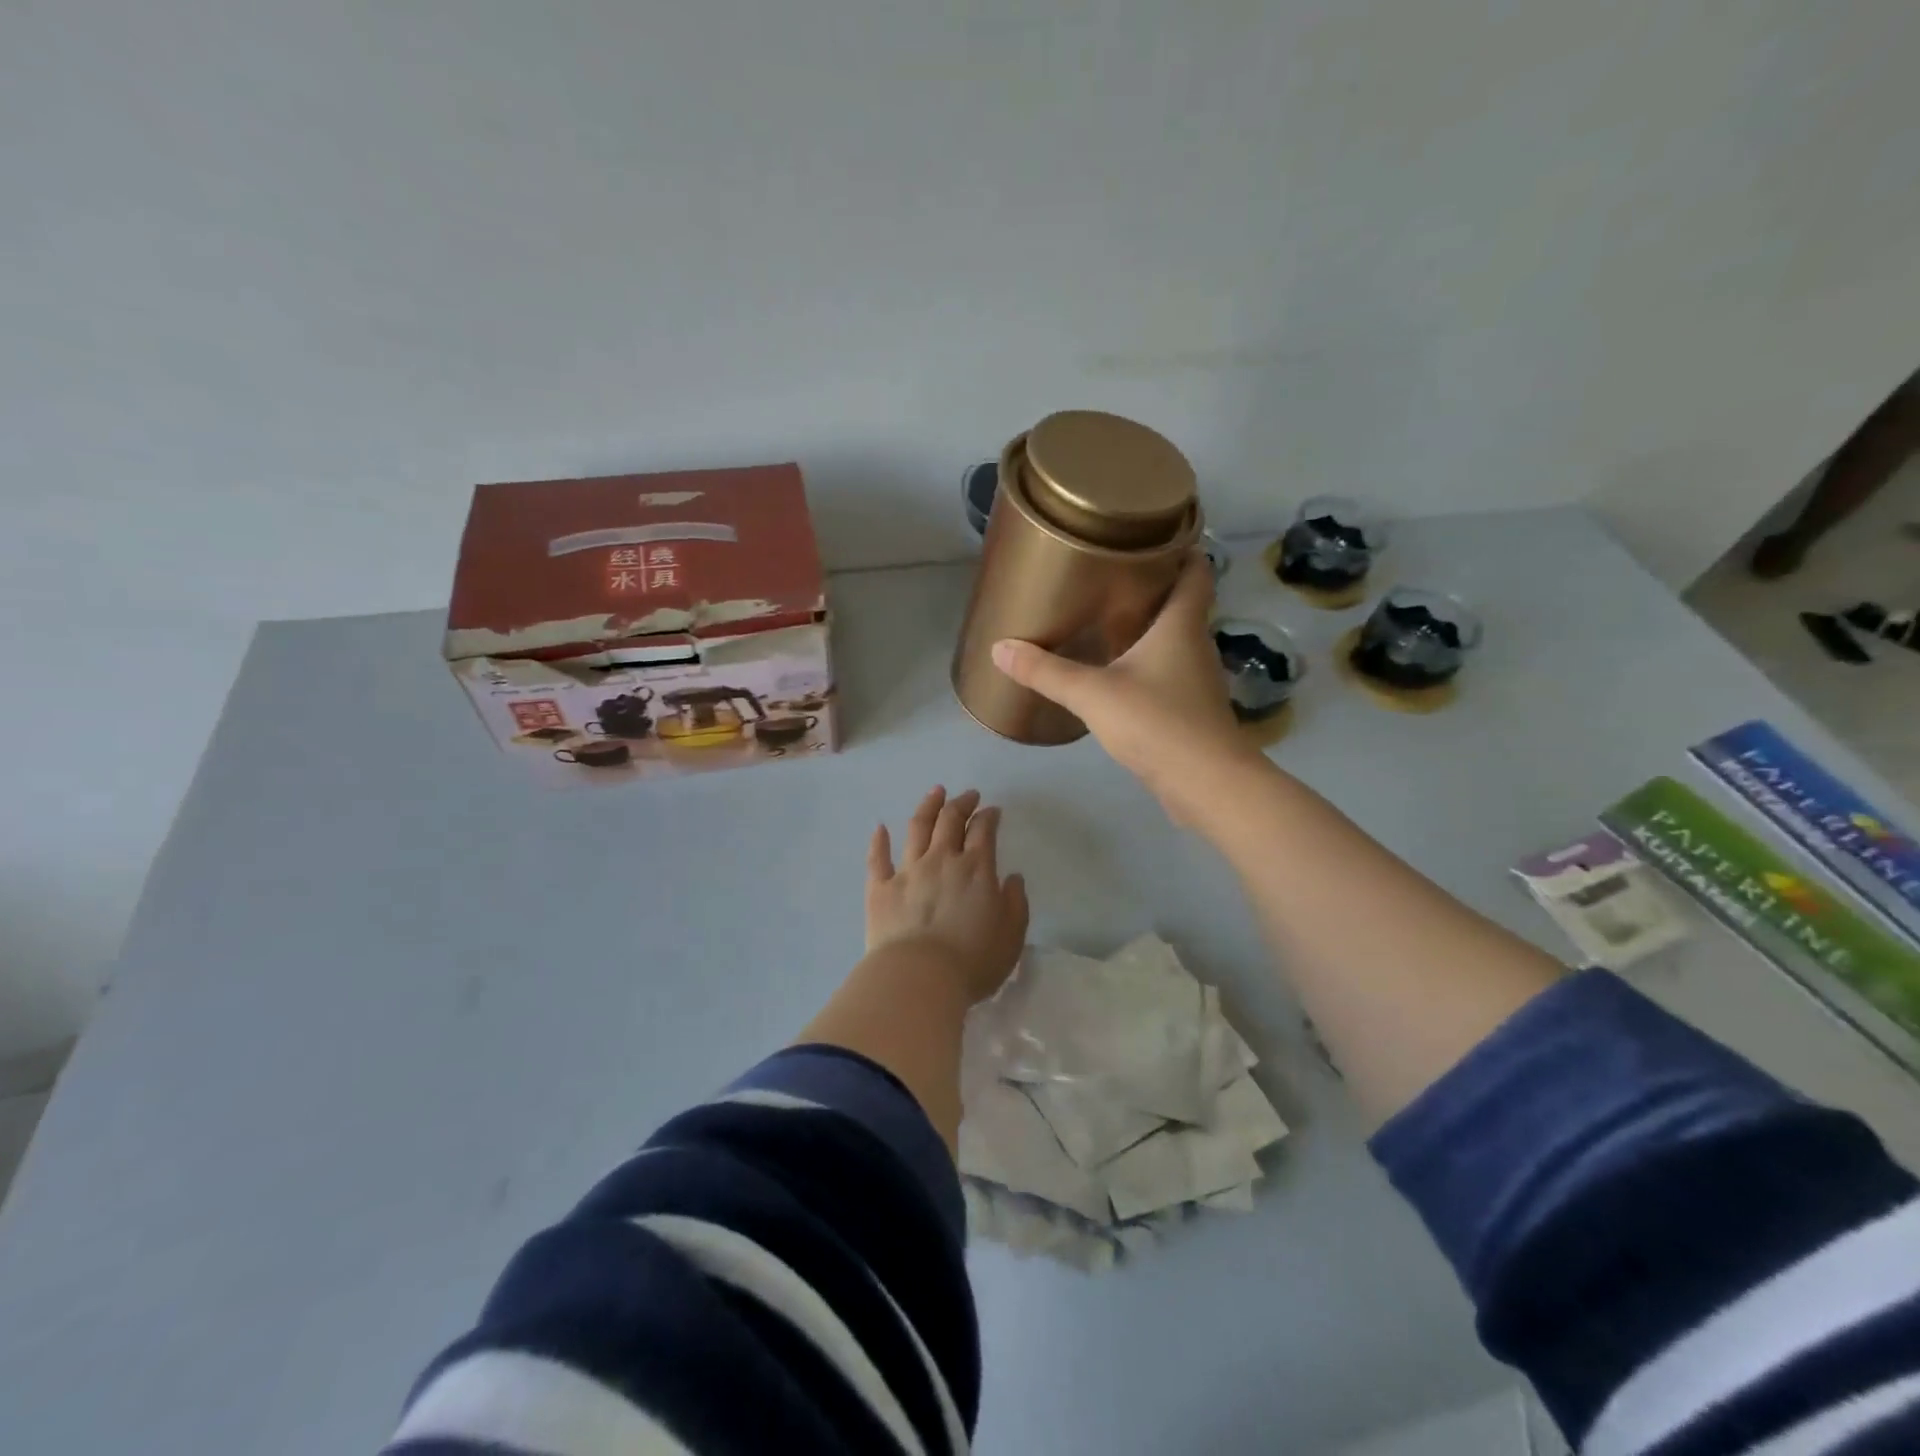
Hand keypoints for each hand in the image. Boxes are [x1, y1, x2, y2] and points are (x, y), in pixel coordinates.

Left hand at [866, 786, 1028, 1003]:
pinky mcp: (880, 889)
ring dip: (927, 807)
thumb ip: (1015, 903)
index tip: (992, 811)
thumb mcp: (1011, 936)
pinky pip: (878, 858)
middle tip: (968, 795)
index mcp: (976, 869)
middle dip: (961, 804)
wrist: (919, 977)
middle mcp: (941, 860)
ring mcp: (908, 871)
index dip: (988, 816)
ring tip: (935, 793)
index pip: (983, 830)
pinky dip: (879, 841)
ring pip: (917, 828)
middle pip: (950, 821)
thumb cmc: (972, 961)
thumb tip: (1012, 878)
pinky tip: (880, 828)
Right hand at [989, 553, 1265, 818]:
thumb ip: (1046, 671)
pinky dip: (1146, 664)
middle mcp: (1195, 645)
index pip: (1196, 571)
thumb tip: (1000, 648)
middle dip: (1153, 587)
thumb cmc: (1157, 722)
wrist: (1207, 784)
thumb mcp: (1093, 693)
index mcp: (1181, 625)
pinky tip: (1116, 673)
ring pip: (1174, 640)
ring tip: (1105, 619)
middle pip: (1182, 603)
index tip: (1152, 535)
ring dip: (1148, 627)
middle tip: (1109, 575)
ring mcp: (1196, 680)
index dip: (1182, 548)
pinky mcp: (1190, 710)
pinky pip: (1167, 673)